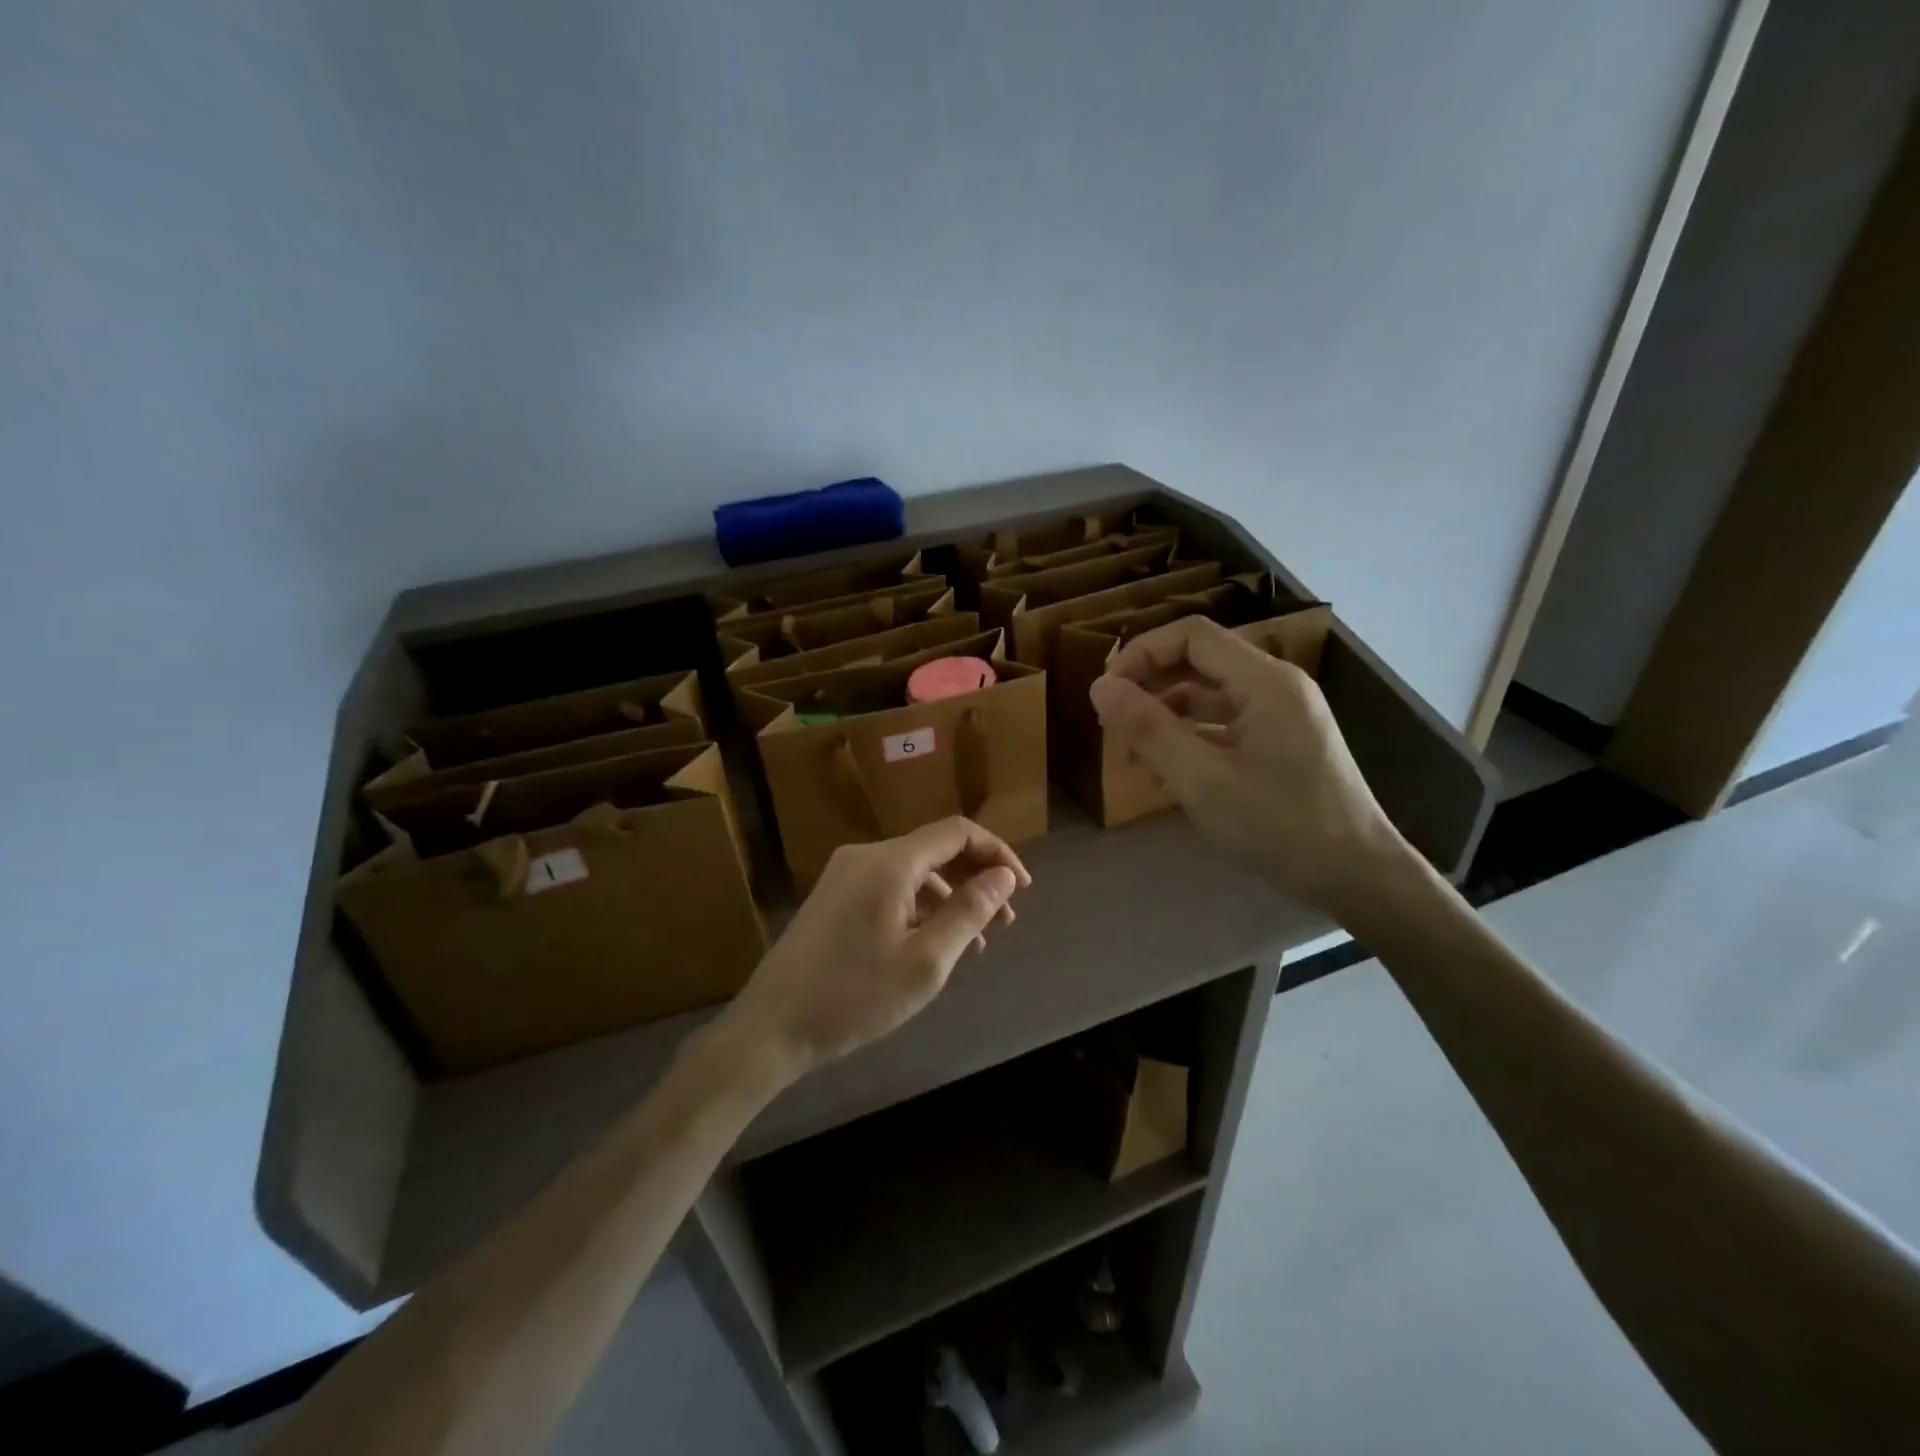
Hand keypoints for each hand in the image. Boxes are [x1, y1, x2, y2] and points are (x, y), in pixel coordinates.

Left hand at [720, 817, 1031, 1078]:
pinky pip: (891, 888)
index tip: (1022, 889)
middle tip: (1005, 921)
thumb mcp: (925, 961)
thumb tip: (1004, 876)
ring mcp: (845, 876)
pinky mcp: (834, 898)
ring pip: (914, 872)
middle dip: (976, 878)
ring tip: (979, 940)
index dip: (996, 853)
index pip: (956, 832)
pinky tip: (936, 943)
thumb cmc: (854, 996)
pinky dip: (921, 907)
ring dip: (951, 897)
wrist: (771, 1028)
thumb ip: (969, 911)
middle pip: (935, 849)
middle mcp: (866, 856)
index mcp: (889, 861)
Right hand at [1089, 616, 1407, 918]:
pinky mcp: (1282, 746)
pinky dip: (1191, 741)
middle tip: (1111, 724)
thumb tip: (1099, 688)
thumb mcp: (1202, 780)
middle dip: (1150, 687)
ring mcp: (1282, 717)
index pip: (1192, 636)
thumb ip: (1149, 730)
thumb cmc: (1280, 826)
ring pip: (1210, 697)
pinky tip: (1167, 777)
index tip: (1106, 692)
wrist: (1359, 877)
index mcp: (1264, 681)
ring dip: (1166, 718)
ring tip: (1132, 756)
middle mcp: (1276, 687)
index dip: (1141, 653)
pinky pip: (1226, 727)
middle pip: (1199, 663)